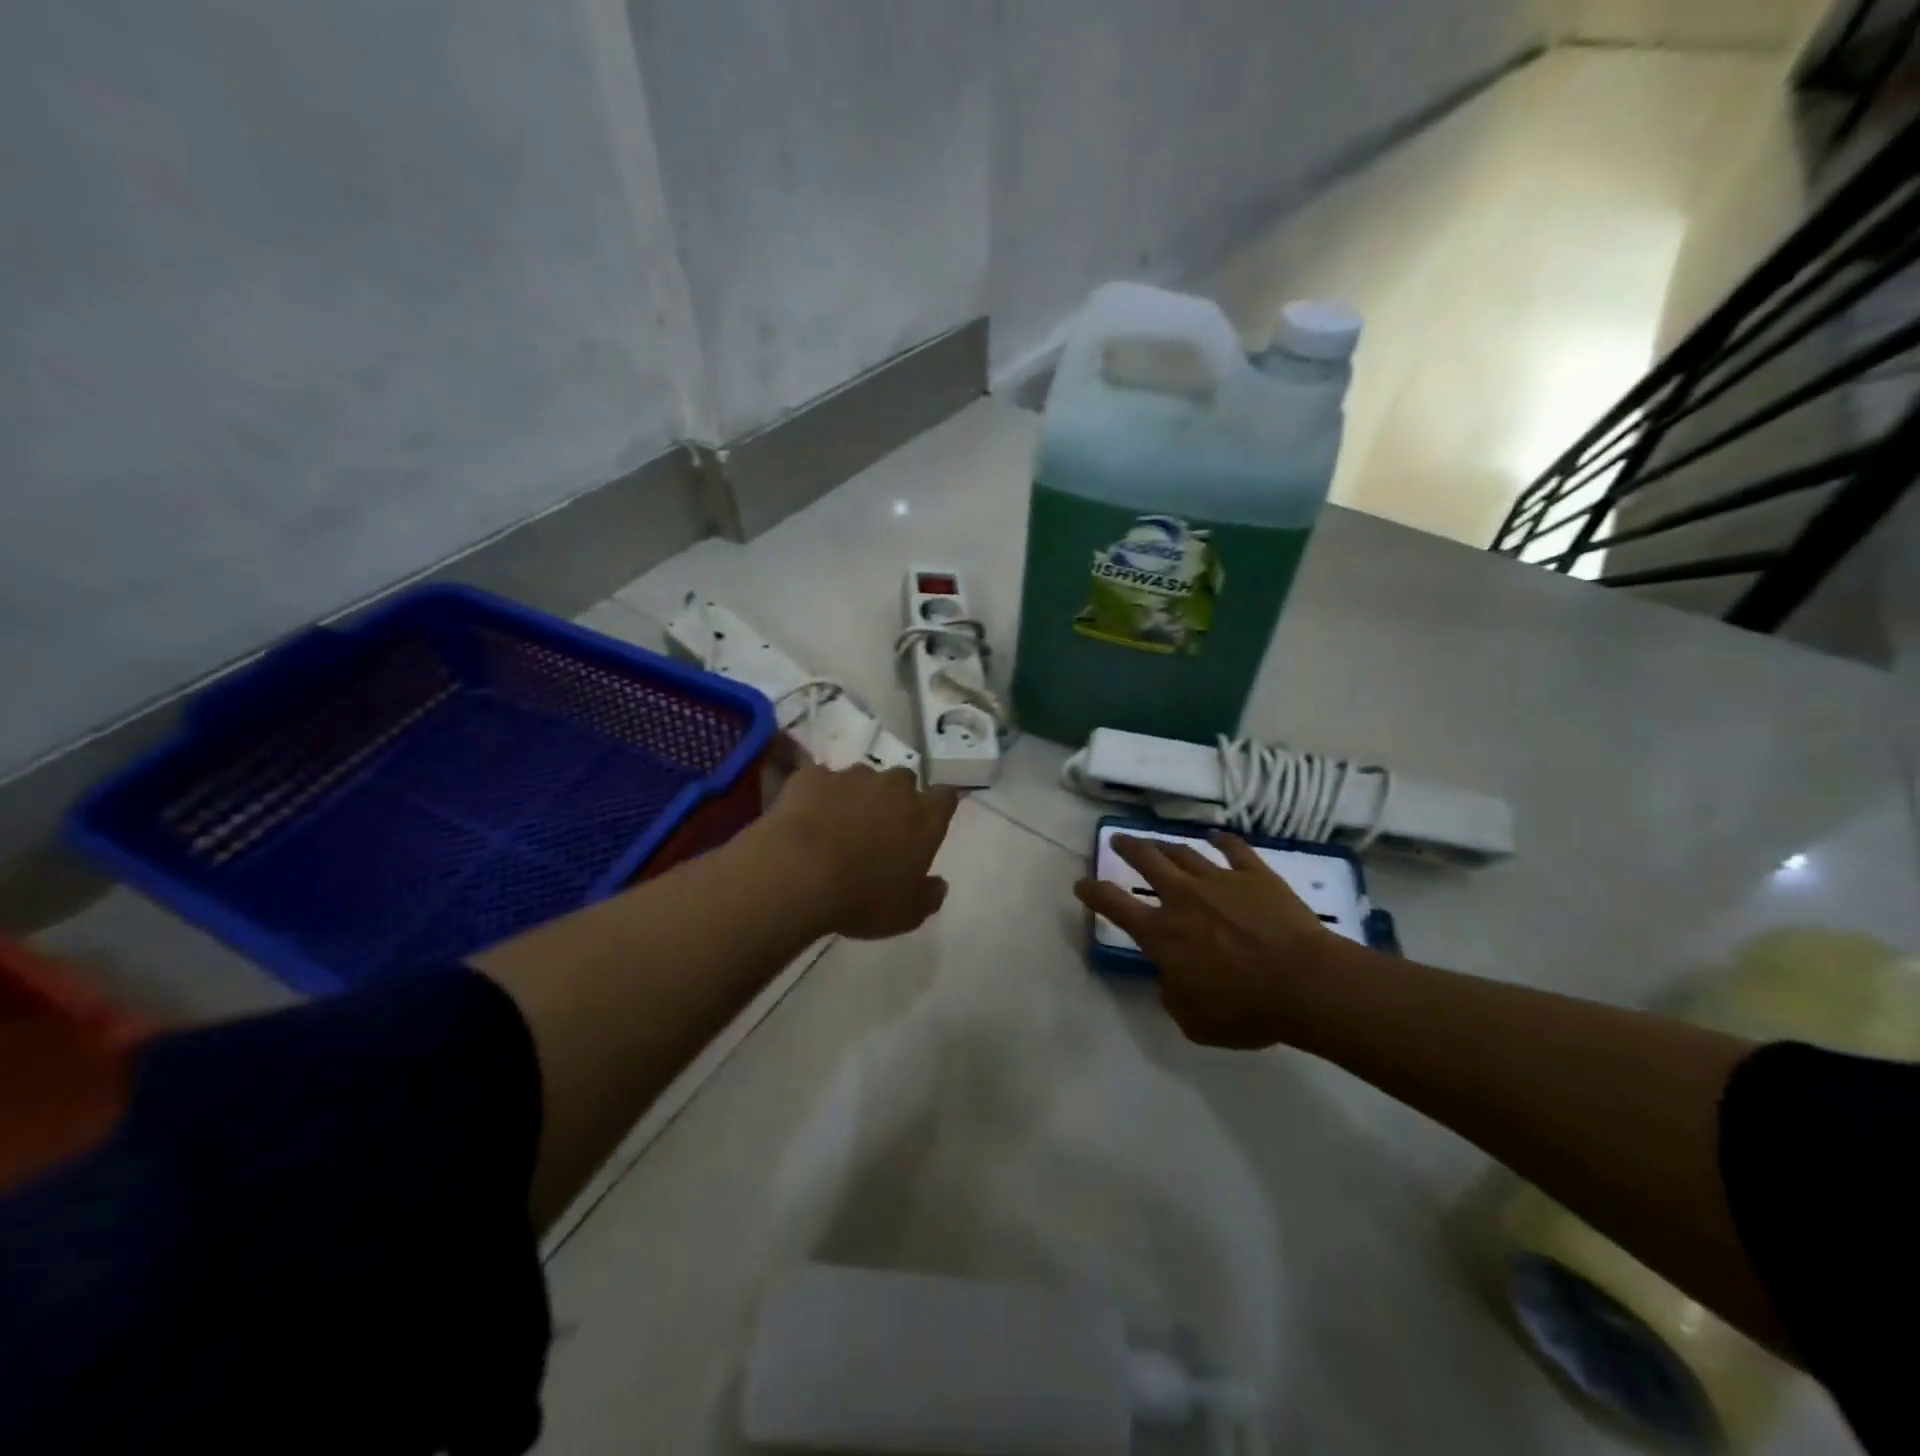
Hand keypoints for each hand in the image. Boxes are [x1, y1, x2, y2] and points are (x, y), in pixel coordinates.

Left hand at [764, 763, 959, 939]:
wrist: (799, 874)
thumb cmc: (862, 898)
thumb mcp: (906, 913)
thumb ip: (928, 896)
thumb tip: (939, 885)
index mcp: (924, 818)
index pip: (945, 797)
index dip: (938, 806)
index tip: (928, 820)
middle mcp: (894, 788)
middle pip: (904, 780)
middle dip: (896, 797)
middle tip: (880, 825)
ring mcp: (852, 777)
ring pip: (862, 777)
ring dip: (857, 794)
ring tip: (838, 822)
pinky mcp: (813, 776)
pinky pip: (821, 779)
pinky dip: (818, 793)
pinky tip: (806, 816)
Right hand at [1074, 832, 1350, 1048]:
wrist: (1304, 982)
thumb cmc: (1245, 1009)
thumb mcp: (1194, 1021)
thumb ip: (1173, 996)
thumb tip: (1171, 980)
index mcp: (1161, 933)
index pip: (1114, 905)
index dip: (1093, 893)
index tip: (1081, 884)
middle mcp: (1183, 898)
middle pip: (1147, 861)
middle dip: (1128, 848)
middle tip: (1118, 839)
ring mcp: (1220, 881)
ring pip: (1184, 853)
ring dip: (1166, 845)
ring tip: (1157, 841)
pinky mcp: (1256, 876)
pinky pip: (1235, 850)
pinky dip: (1224, 842)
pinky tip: (1217, 837)